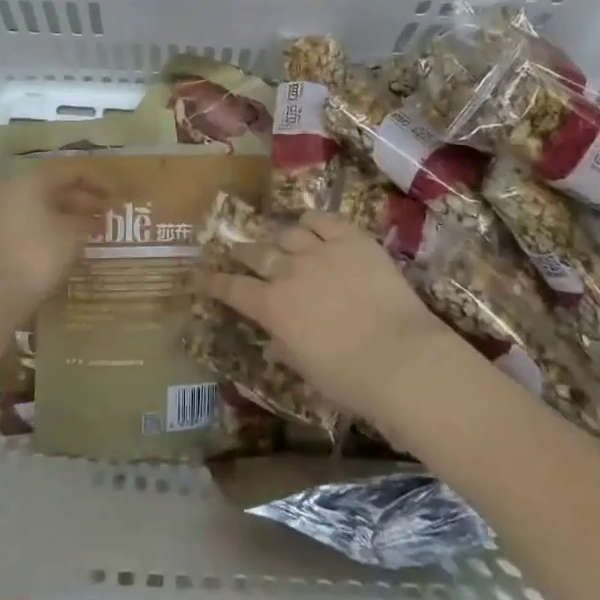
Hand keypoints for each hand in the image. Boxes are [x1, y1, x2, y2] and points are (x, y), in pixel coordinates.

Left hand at [0, 164, 109, 327]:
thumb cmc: (37, 255)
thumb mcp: (72, 234)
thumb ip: (88, 219)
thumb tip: (97, 215)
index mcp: (32, 180)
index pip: (72, 171)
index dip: (99, 181)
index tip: (119, 195)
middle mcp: (15, 190)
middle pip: (56, 186)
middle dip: (85, 198)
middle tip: (109, 212)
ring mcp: (3, 213)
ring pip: (45, 205)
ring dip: (71, 214)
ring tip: (95, 228)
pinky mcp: (0, 236)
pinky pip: (34, 222)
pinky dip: (55, 227)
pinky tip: (70, 243)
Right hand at [195, 211, 458, 423]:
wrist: (402, 358)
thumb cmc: (351, 380)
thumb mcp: (306, 370)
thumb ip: (285, 347)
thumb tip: (274, 339)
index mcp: (273, 308)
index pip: (232, 289)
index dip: (212, 281)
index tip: (197, 275)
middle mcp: (289, 272)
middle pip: (257, 253)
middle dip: (241, 251)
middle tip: (234, 250)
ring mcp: (320, 250)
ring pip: (288, 233)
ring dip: (278, 237)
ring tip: (277, 239)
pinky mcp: (352, 239)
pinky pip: (323, 220)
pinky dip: (311, 221)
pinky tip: (309, 224)